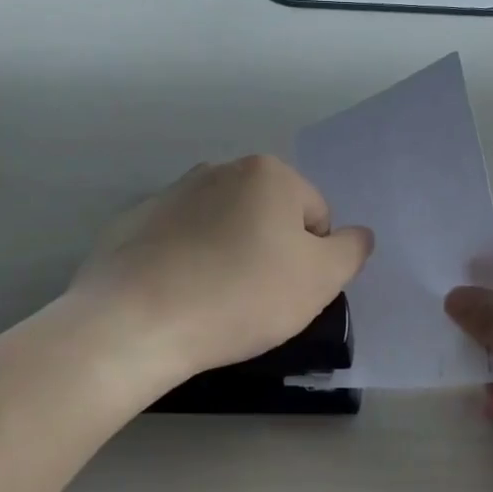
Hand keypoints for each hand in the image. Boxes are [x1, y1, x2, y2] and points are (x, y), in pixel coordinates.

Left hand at [70, 155, 372, 386]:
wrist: (136, 321)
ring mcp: (171, 193)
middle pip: (268, 216)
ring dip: (229, 256)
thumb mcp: (319, 280)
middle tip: (256, 299)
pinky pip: (180, 242)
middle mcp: (219, 170)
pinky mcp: (135, 222)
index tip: (287, 292)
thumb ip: (351, 251)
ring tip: (215, 300)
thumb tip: (357, 235)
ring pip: (223, 228)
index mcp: (268, 173)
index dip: (311, 260)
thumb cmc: (241, 295)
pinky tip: (178, 296)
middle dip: (270, 252)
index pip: (315, 216)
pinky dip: (187, 263)